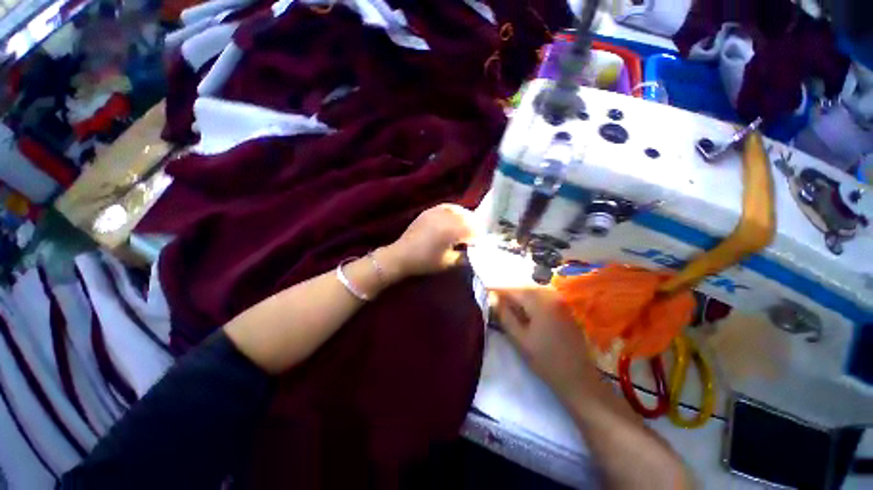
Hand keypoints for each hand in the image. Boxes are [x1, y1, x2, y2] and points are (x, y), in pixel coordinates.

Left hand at [381, 204, 478, 278]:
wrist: (401, 256)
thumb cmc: (425, 261)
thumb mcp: (448, 262)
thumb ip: (465, 257)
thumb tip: (476, 253)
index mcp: (451, 230)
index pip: (473, 229)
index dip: (479, 236)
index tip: (480, 244)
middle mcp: (445, 217)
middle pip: (467, 217)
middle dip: (474, 226)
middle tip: (474, 237)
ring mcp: (436, 211)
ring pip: (458, 210)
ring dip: (465, 218)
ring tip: (466, 228)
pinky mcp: (429, 211)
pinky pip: (446, 207)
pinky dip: (454, 211)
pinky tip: (455, 218)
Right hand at [491, 286, 596, 399]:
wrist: (578, 379)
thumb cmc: (545, 361)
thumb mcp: (519, 339)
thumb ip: (504, 315)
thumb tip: (493, 298)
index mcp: (539, 302)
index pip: (513, 289)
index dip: (497, 290)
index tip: (485, 293)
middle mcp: (551, 296)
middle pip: (523, 288)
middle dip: (508, 293)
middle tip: (494, 301)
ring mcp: (560, 302)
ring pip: (533, 292)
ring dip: (518, 297)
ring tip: (507, 306)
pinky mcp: (565, 309)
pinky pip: (543, 298)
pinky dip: (530, 301)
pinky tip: (524, 311)